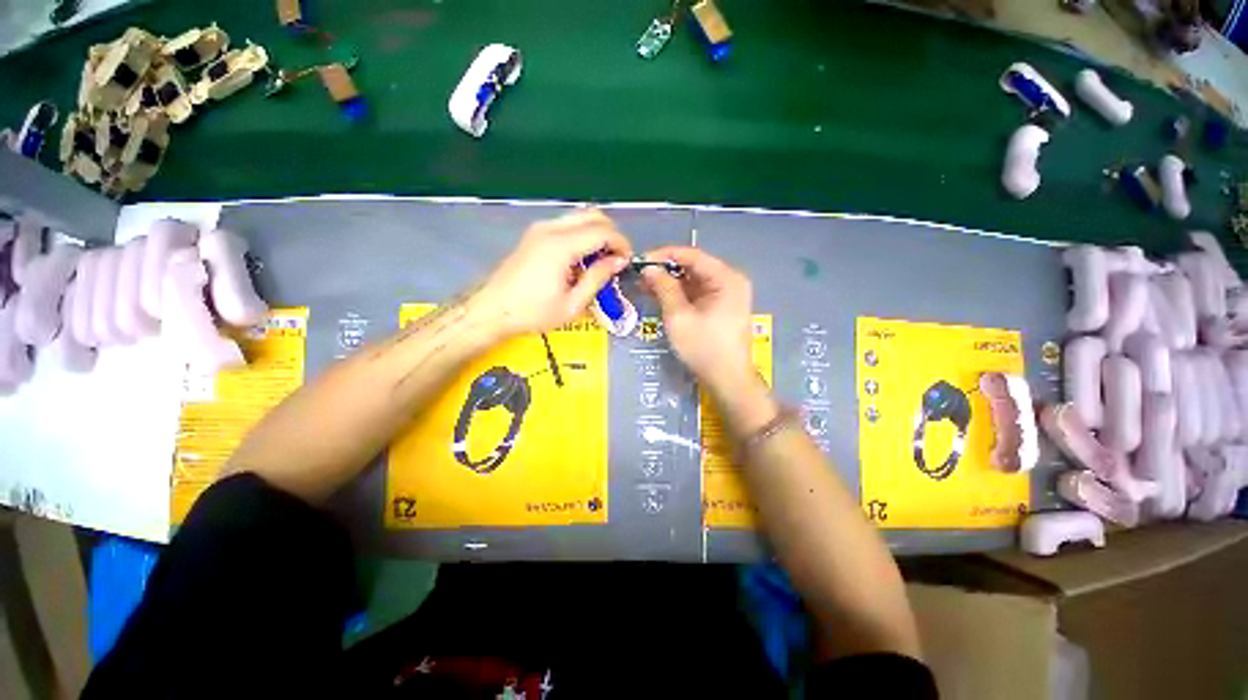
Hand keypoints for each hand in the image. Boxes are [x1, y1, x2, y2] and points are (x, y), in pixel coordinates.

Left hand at [479, 209, 631, 336]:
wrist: (492, 310)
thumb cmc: (533, 313)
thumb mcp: (572, 304)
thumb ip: (597, 278)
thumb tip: (618, 261)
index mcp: (561, 246)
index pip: (602, 231)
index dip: (621, 243)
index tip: (627, 261)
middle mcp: (550, 229)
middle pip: (592, 215)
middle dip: (611, 234)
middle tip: (616, 259)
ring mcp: (540, 229)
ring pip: (579, 217)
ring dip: (596, 234)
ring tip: (600, 262)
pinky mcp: (534, 235)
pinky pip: (566, 226)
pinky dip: (582, 236)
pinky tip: (581, 261)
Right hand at [641, 247, 759, 394]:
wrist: (727, 380)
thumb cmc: (704, 347)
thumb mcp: (679, 316)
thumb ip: (664, 288)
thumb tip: (649, 269)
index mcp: (726, 278)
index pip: (692, 255)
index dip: (664, 255)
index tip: (640, 260)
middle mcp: (730, 281)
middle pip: (694, 267)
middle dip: (666, 270)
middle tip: (640, 276)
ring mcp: (727, 295)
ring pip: (694, 281)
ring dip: (670, 283)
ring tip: (644, 286)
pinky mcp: (721, 308)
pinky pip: (697, 294)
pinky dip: (679, 295)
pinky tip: (659, 297)